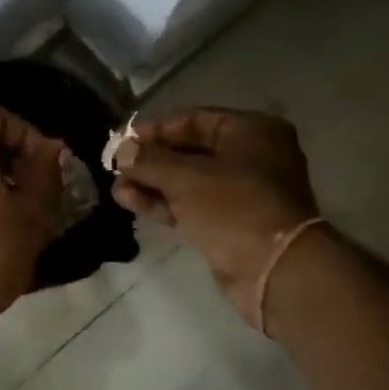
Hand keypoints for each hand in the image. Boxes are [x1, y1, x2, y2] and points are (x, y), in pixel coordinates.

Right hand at [113, 108, 319, 327]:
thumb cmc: (234, 208)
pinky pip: (193, 206)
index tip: (122, 141)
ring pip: (189, 182)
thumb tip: (121, 151)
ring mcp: (242, 193)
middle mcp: (251, 157)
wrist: (273, 270)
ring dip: (153, 185)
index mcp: (251, 131)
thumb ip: (149, 161)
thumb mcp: (186, 177)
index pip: (193, 120)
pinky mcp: (231, 224)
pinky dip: (165, 204)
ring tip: (117, 190)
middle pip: (190, 152)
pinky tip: (131, 203)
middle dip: (151, 161)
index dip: (154, 130)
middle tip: (115, 168)